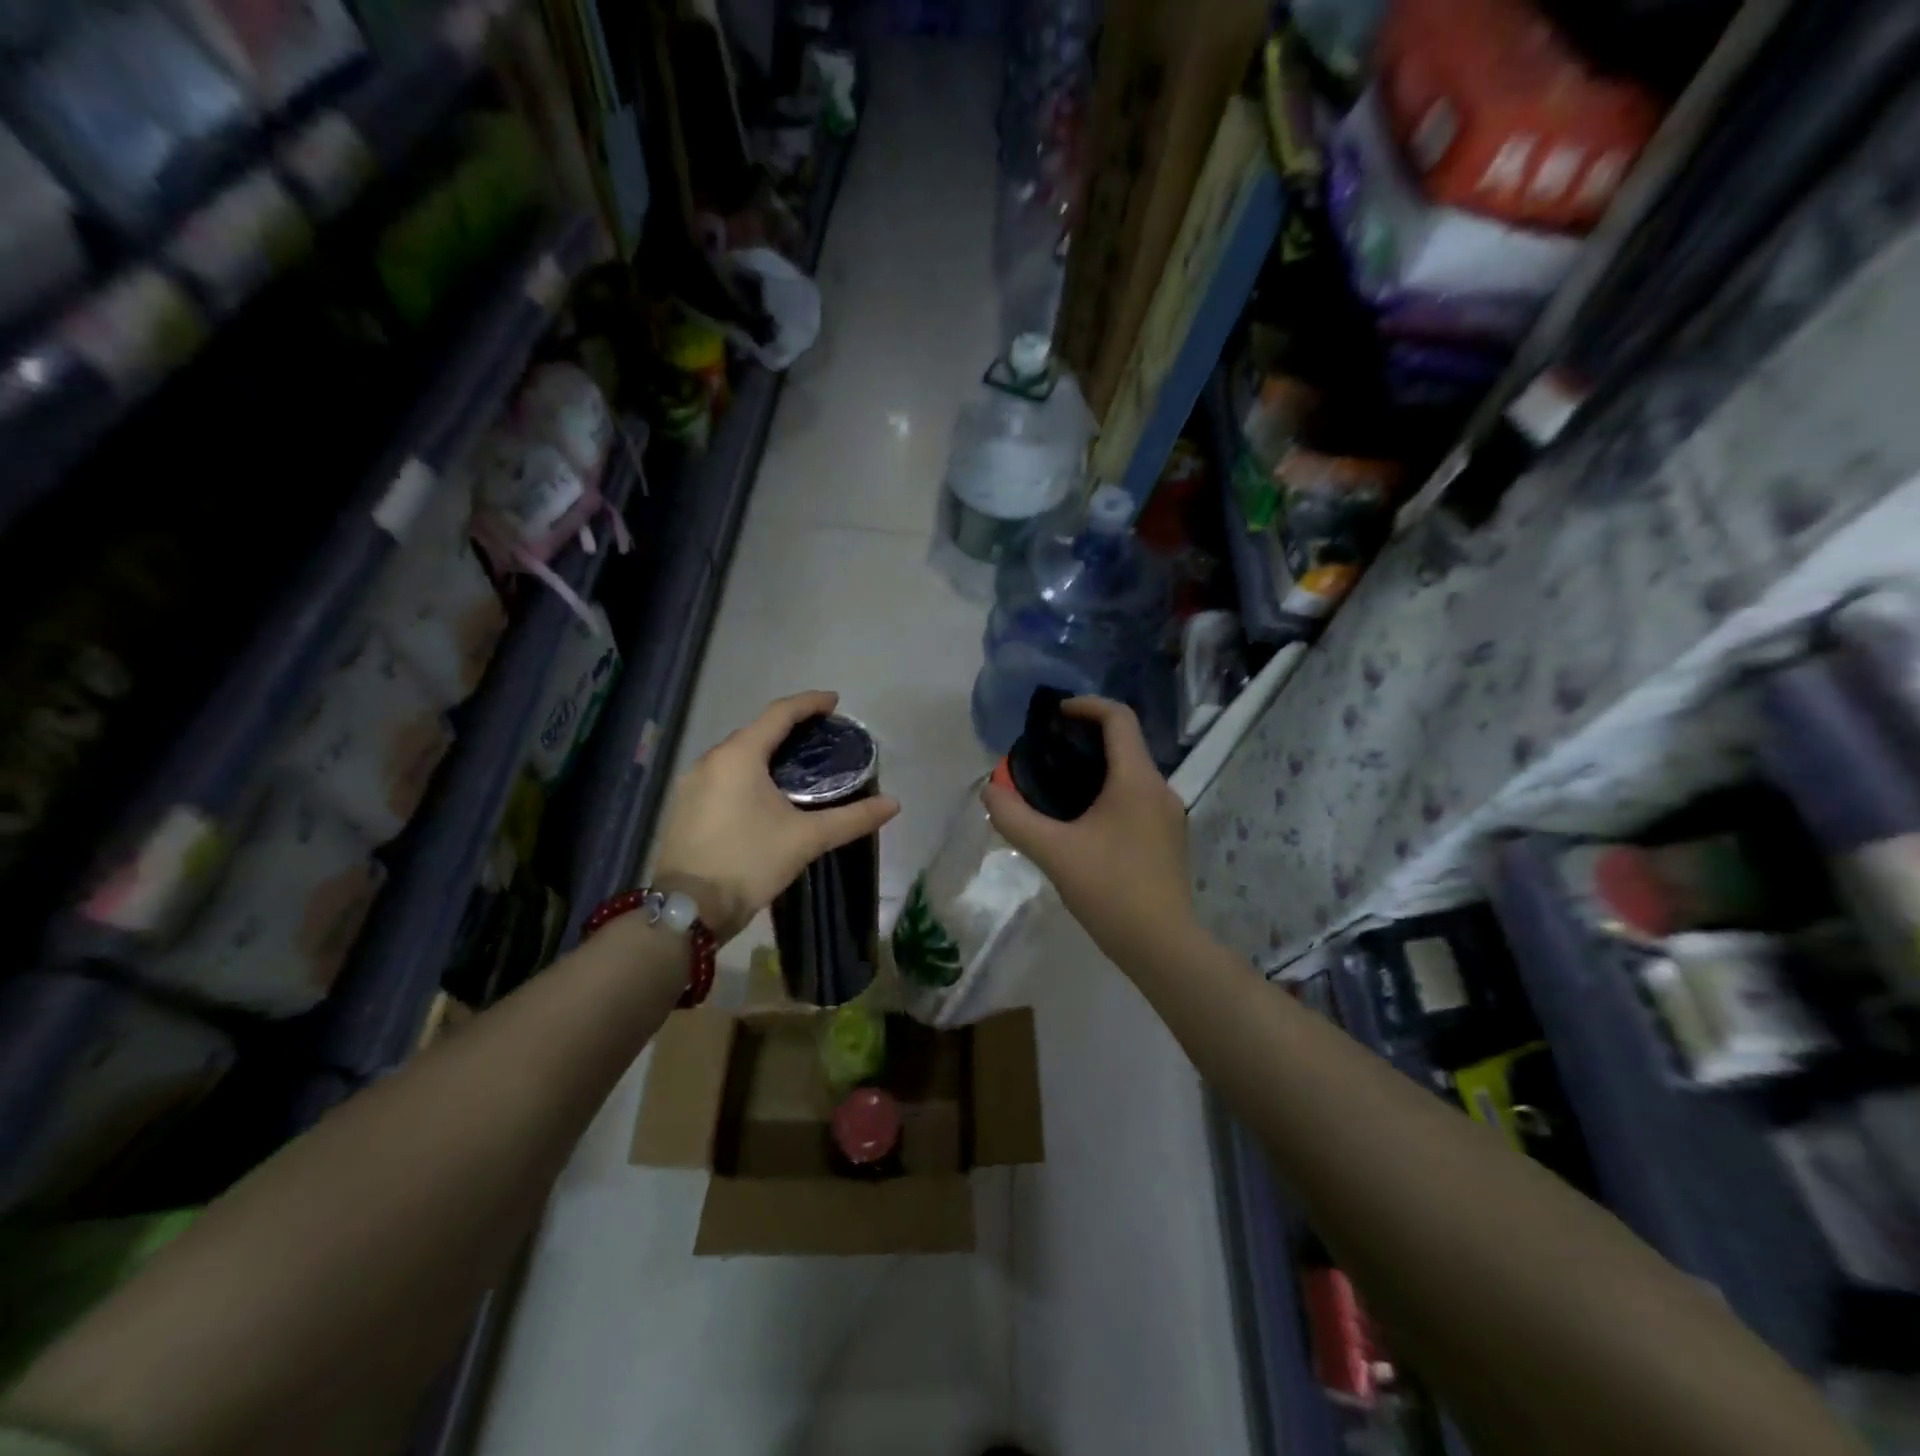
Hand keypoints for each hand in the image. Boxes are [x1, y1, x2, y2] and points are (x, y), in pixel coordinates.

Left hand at [653, 691, 899, 942]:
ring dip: (767, 752)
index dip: (809, 703)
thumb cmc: (749, 862)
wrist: (687, 909)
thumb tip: (893, 804)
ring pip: (737, 755)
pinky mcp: (685, 806)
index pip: (779, 714)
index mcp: (738, 756)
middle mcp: (710, 760)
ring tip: (798, 764)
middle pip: (756, 731)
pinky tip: (765, 793)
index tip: (835, 702)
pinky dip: (748, 773)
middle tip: (822, 737)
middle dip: (789, 728)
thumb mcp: (806, 839)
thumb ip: (852, 818)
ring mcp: (691, 784)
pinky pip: (723, 775)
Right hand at [982, 696, 1192, 964]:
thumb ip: (1015, 818)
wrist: (1162, 945)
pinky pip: (1136, 798)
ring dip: (1097, 768)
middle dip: (1086, 739)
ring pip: (1131, 773)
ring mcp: (1169, 815)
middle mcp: (1159, 789)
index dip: (1086, 705)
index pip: (1119, 718)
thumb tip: (989, 791)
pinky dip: (1109, 793)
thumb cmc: (1110, 890)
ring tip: (1058, 786)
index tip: (1055, 714)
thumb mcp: (1053, 852)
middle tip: (1047, 751)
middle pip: (1125, 744)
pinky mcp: (1168, 838)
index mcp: (1136, 780)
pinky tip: (1083, 822)